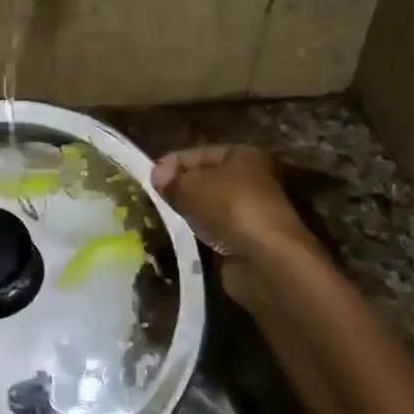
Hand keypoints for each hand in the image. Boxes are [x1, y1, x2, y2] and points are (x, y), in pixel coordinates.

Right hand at [151, 145, 313, 259]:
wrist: (266, 260)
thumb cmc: (230, 208)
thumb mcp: (191, 186)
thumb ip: (171, 180)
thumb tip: (158, 179)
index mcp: (242, 156)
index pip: (197, 153)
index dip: (171, 164)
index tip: (147, 180)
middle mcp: (249, 180)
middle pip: (203, 180)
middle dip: (178, 189)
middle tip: (152, 200)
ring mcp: (248, 212)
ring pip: (206, 207)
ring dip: (187, 213)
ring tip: (161, 219)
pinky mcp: (244, 240)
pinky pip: (212, 231)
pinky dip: (198, 234)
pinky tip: (181, 238)